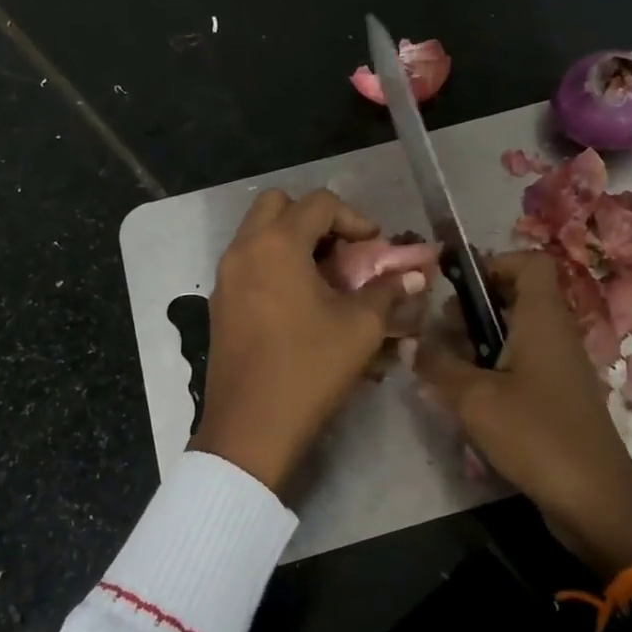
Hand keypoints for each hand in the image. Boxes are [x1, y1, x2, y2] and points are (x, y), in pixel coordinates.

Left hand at [191, 189, 414, 495]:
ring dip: (293, 241)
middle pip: (278, 205)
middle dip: (315, 219)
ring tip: (325, 278)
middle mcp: (244, 249)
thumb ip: (386, 292)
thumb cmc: (309, 369)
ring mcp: (225, 276)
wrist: (250, 427)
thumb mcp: (359, 328)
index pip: (320, 204)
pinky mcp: (219, 303)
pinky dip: (273, 264)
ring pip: (258, 233)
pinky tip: (299, 302)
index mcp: (277, 245)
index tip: (375, 247)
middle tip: (342, 252)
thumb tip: (412, 277)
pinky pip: (248, 262)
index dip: (355, 219)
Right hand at [415, 251, 631, 574]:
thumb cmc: (535, 435)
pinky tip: (468, 397)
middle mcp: (556, 333)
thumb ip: (438, 366)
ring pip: (517, 332)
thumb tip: (412, 344)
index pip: (529, 262)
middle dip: (474, 308)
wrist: (593, 498)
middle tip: (441, 333)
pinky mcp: (558, 395)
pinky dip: (494, 368)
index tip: (457, 290)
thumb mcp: (474, 399)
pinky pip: (523, 363)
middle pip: (517, 296)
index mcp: (543, 319)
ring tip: (446, 366)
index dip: (493, 264)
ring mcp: (560, 366)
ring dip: (480, 341)